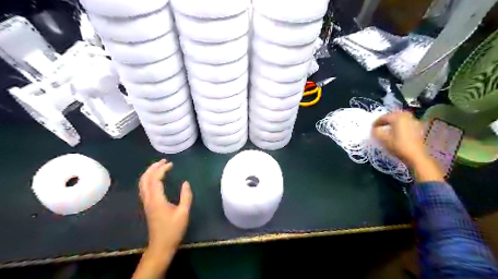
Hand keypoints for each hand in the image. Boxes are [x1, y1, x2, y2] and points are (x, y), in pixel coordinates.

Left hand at [140, 159, 193, 252]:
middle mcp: (148, 199)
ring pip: (142, 183)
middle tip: (164, 161)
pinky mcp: (147, 206)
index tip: (171, 164)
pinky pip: (144, 188)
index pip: (155, 179)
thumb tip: (185, 183)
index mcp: (156, 200)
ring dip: (149, 173)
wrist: (161, 245)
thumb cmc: (173, 229)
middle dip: (153, 168)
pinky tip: (156, 179)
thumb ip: (186, 196)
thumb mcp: (183, 212)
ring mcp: (146, 203)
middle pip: (145, 179)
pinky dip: (149, 179)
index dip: (162, 170)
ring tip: (159, 166)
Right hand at [371, 111, 424, 167]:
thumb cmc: (398, 146)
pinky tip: (398, 131)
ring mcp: (414, 122)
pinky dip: (401, 125)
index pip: (384, 117)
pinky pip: (407, 123)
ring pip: (401, 118)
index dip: (376, 122)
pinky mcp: (419, 128)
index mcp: (398, 118)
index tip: (372, 127)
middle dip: (386, 119)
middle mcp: (407, 117)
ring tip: (388, 128)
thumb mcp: (383, 139)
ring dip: (394, 121)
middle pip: (394, 115)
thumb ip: (376, 132)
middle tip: (380, 125)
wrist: (416, 156)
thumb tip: (374, 129)